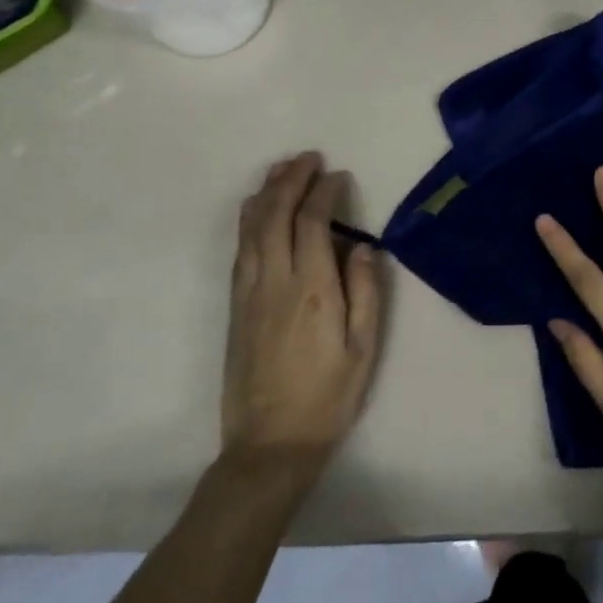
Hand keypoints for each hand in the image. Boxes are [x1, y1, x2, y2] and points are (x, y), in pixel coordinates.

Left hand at [223, 153, 382, 476]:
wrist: (270, 444)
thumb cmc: (328, 396)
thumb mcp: (364, 347)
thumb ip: (366, 291)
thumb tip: (364, 247)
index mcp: (313, 290)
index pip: (314, 224)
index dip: (325, 193)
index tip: (339, 176)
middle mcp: (275, 282)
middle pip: (275, 216)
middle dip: (290, 180)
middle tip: (308, 157)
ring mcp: (249, 293)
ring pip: (251, 229)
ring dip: (265, 193)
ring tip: (281, 169)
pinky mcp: (235, 307)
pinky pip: (240, 250)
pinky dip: (249, 220)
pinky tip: (255, 209)